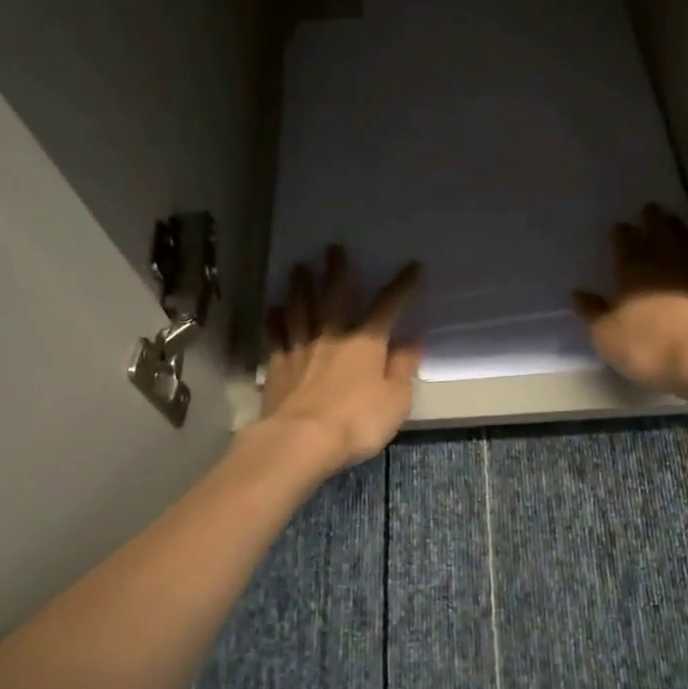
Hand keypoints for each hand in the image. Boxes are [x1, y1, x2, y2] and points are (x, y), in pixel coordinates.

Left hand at [262, 246, 423, 471]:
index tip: (413, 267)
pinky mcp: (278, 366)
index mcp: (366, 343)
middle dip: (337, 271)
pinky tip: (273, 310)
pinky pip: (276, 336)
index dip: (402, 286)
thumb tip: (414, 340)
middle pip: (334, 297)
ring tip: (298, 268)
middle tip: (333, 248)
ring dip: (300, 287)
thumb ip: (404, 367)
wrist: (302, 440)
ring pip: (300, 309)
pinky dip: (274, 321)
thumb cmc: (357, 421)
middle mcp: (332, 337)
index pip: (387, 306)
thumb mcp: (396, 399)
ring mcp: (301, 349)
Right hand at [572, 204, 687, 394]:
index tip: (619, 226)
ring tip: (673, 220)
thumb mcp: (606, 335)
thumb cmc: (646, 347)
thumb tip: (578, 294)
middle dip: (653, 220)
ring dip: (679, 229)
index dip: (621, 234)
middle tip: (650, 208)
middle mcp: (665, 263)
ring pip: (686, 242)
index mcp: (633, 270)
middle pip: (659, 233)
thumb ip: (592, 312)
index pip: (625, 243)